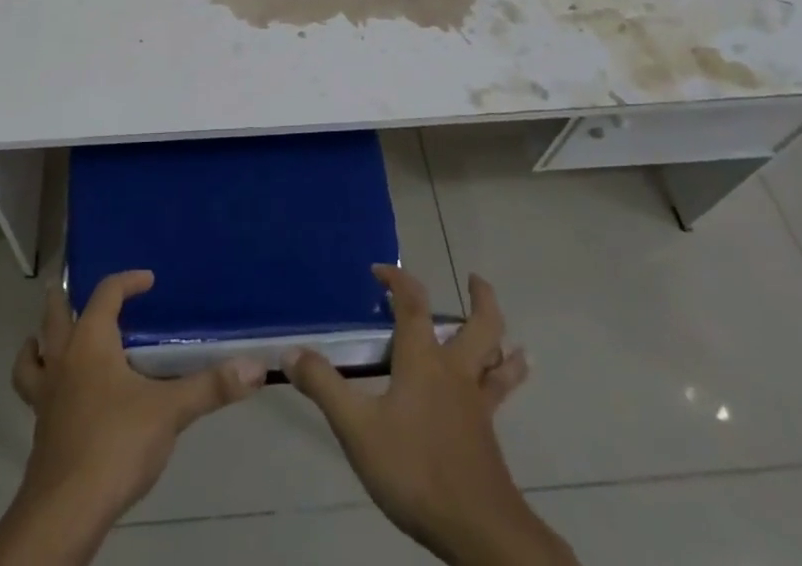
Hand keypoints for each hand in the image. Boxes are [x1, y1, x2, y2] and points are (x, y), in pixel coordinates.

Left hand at [0, 270, 263, 565]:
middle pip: (54, 316)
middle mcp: (63, 360)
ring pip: (32, 356)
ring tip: (48, 339)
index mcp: (90, 341)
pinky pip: (34, 393)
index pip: (106, 293)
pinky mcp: (41, 431)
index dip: (127, 281)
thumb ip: (210, 387)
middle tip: (76, 292)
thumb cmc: (115, 444)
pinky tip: (59, 398)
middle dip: (63, 300)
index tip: (147, 280)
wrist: (65, 512)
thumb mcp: (170, 412)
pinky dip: (41, 383)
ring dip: (39, 343)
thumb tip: (255, 368)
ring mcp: (45, 397)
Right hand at [287, 267, 573, 565]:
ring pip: (498, 360)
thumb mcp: (357, 429)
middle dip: (480, 299)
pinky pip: (500, 395)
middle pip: (480, 325)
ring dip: (503, 341)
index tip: (380, 270)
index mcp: (423, 359)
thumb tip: (290, 351)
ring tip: (511, 337)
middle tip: (475, 280)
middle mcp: (455, 371)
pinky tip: (508, 387)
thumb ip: (325, 387)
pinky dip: (509, 379)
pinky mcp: (488, 436)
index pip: (413, 303)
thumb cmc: (414, 469)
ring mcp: (476, 404)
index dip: (398, 279)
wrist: (478, 530)